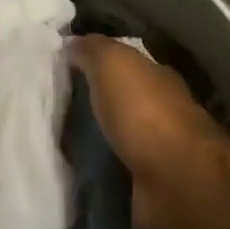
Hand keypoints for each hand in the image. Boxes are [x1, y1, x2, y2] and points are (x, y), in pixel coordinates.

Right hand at [68, 33, 229, 228]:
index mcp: (157, 78)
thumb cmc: (145, 113)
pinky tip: (76, 170)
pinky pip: (115, 170)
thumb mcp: (114, 65)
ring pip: (118, 137)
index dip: (97, 64)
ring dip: (96, 139)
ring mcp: (158, 152)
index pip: (125, 65)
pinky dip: (100, 168)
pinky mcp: (148, 186)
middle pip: (122, 102)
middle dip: (94, 103)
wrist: (175, 181)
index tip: (64, 70)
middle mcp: (162, 112)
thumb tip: (72, 42)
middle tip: (54, 107)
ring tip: (57, 141)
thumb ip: (94, 50)